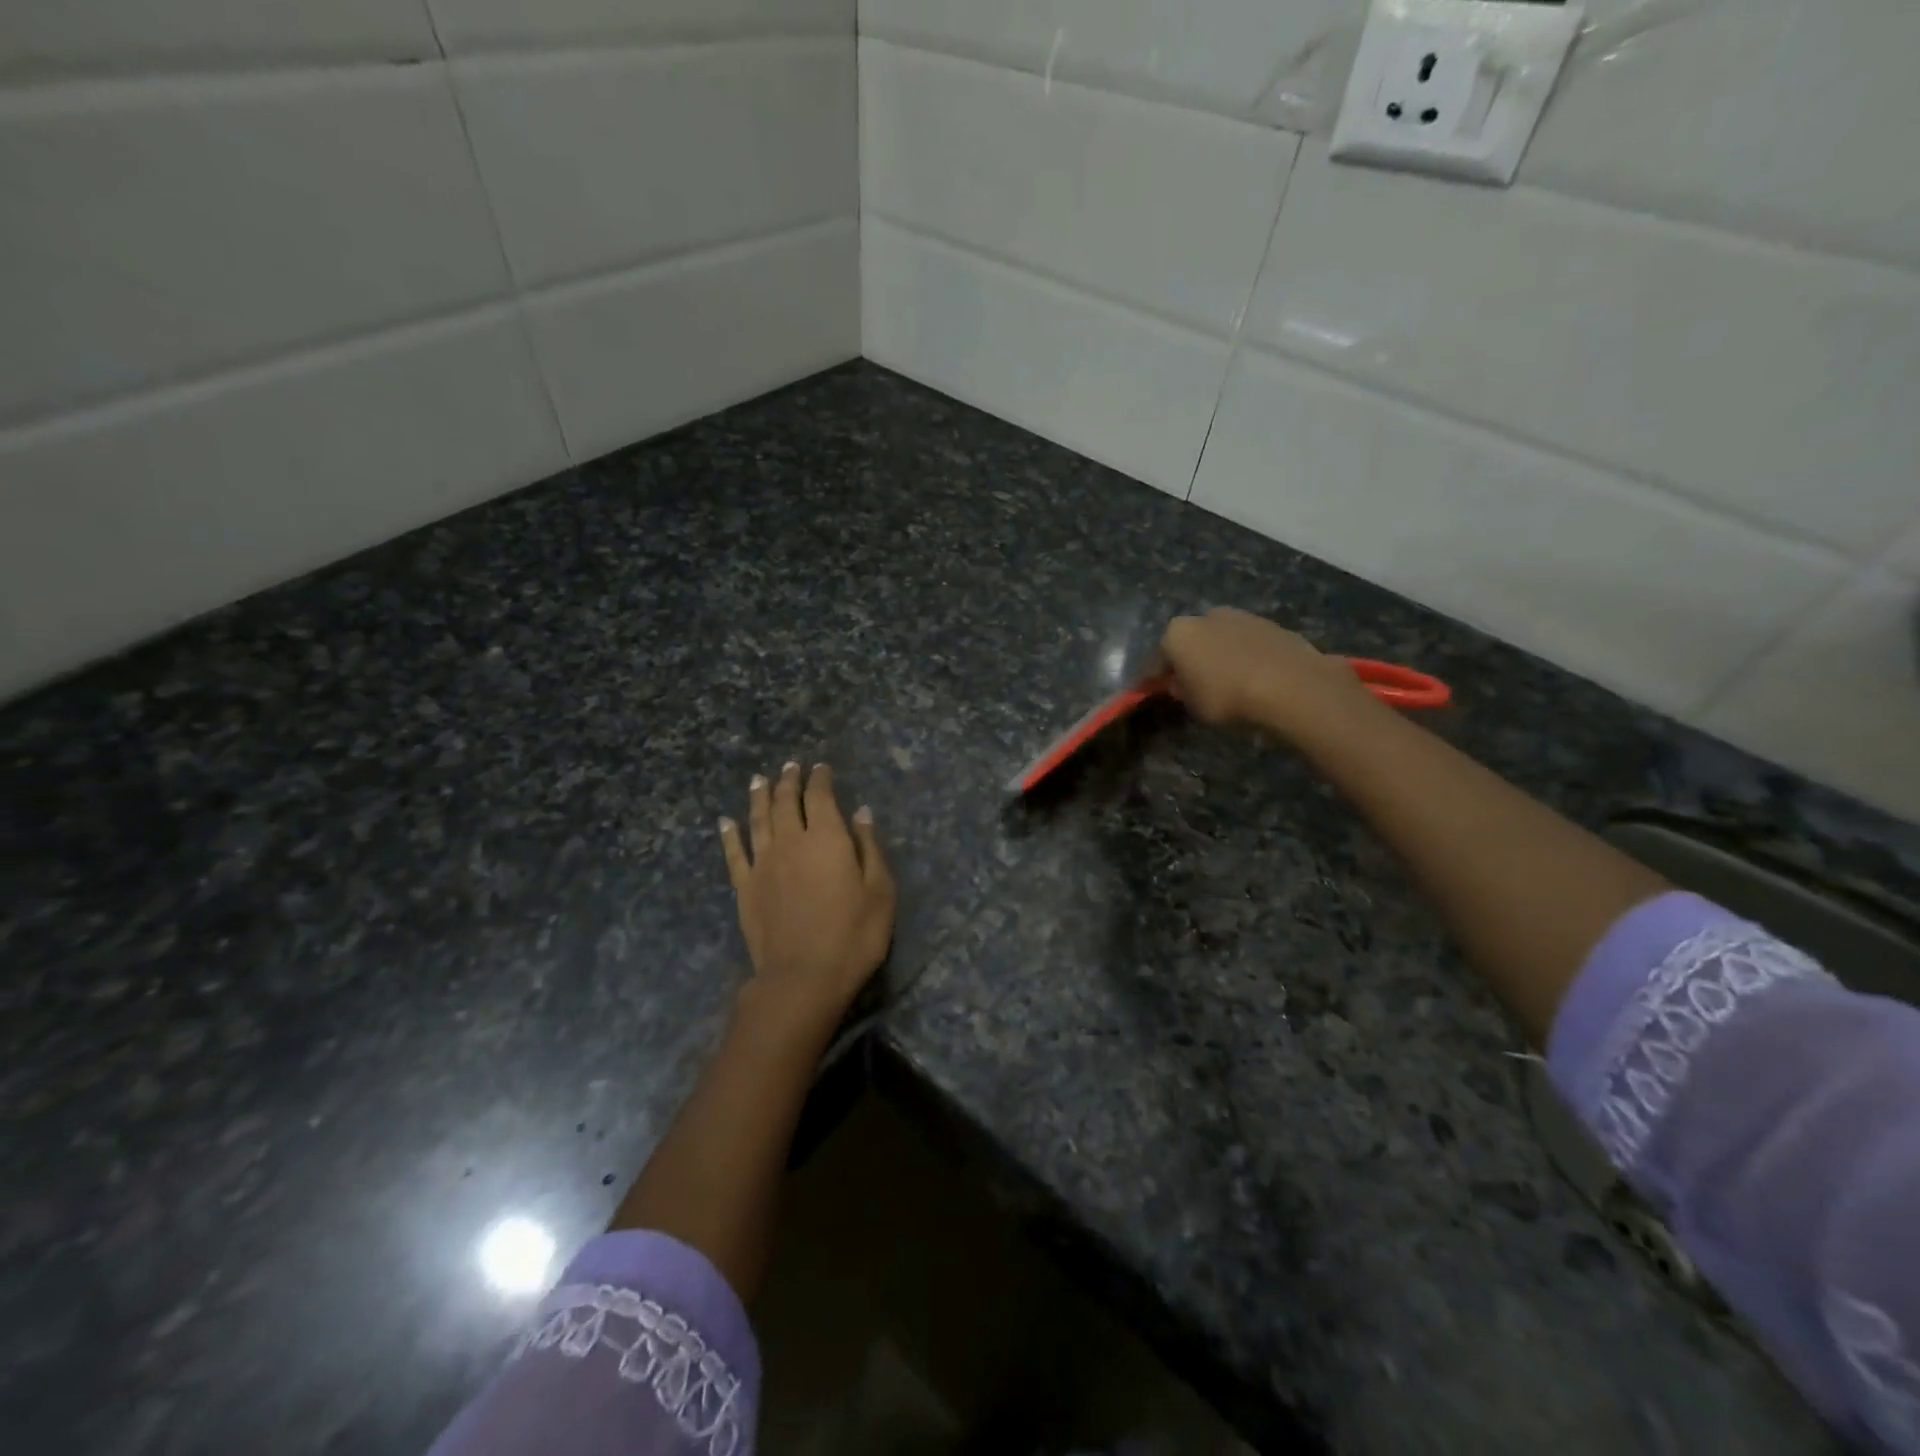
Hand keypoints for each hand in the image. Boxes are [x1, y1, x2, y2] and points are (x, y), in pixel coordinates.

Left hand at [719, 762, 895, 1026]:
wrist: (802, 977)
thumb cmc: (853, 936)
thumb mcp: (880, 892)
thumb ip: (870, 848)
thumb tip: (861, 812)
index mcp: (827, 838)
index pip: (820, 797)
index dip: (820, 779)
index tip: (821, 767)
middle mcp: (791, 842)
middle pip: (786, 802)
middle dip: (788, 781)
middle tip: (790, 766)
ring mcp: (763, 864)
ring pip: (758, 820)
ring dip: (758, 797)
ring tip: (758, 780)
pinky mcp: (745, 888)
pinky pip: (734, 853)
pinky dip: (729, 835)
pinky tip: (725, 822)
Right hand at [1158, 608, 1374, 739]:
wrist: (1289, 684)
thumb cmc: (1227, 696)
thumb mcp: (1193, 705)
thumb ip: (1182, 691)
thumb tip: (1181, 684)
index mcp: (1177, 633)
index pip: (1157, 659)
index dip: (1154, 678)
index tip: (1154, 691)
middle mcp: (1205, 616)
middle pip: (1190, 641)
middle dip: (1189, 659)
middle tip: (1193, 684)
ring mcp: (1240, 616)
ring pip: (1220, 639)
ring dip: (1219, 655)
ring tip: (1227, 681)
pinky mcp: (1270, 624)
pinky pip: (1247, 644)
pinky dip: (1245, 656)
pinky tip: (1252, 676)